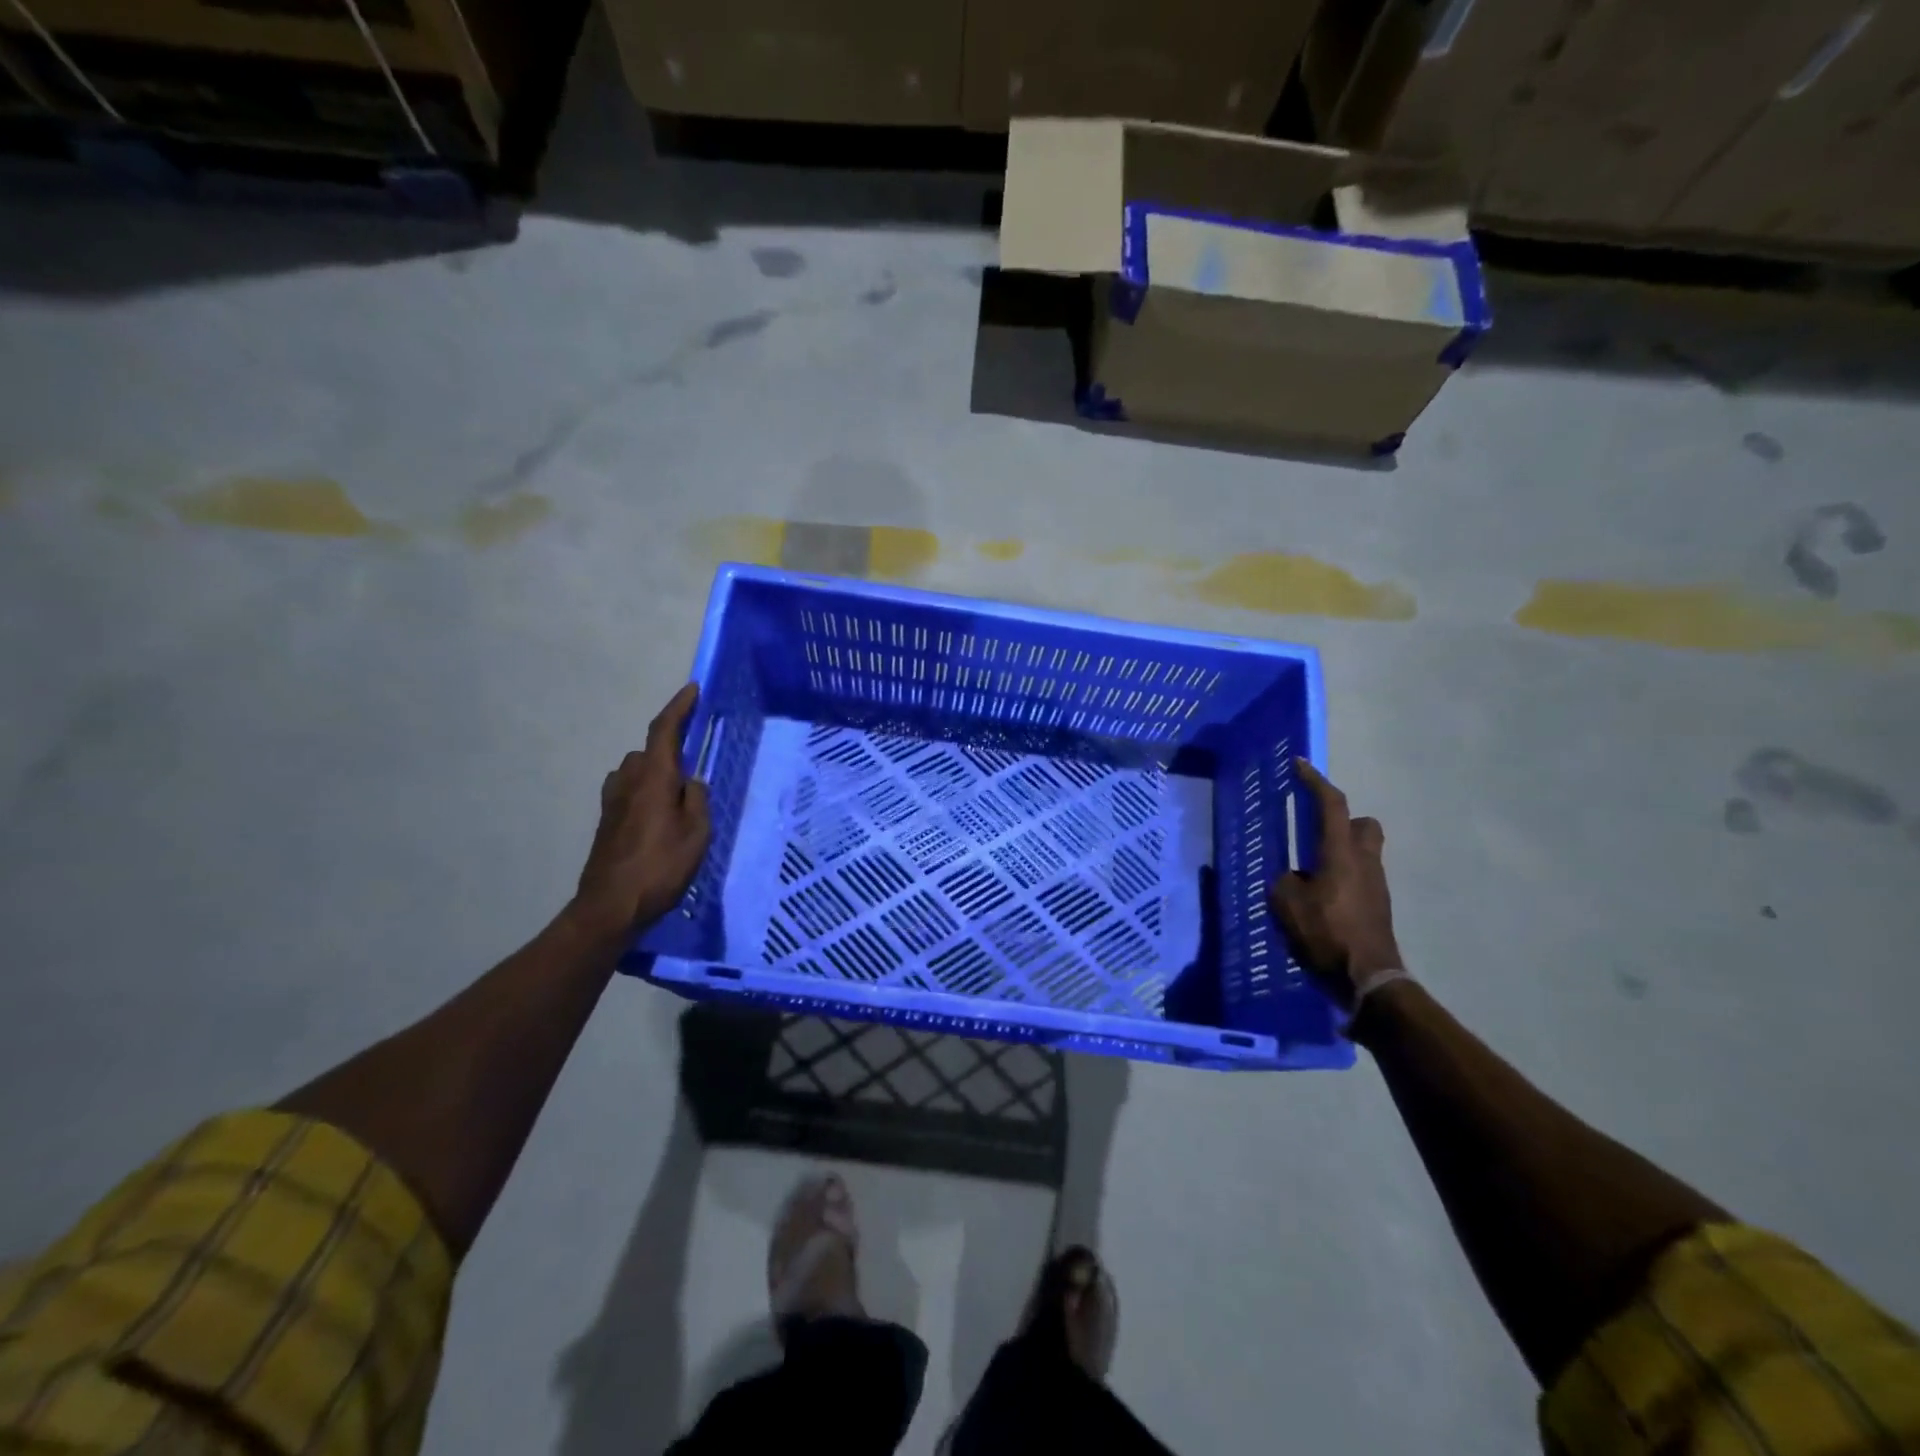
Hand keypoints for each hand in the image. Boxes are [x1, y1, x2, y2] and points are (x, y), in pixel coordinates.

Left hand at [569, 683, 711, 941]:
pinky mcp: (606, 820)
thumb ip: (697, 799)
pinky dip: (645, 792)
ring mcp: (613, 800)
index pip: (664, 730)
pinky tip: (657, 816)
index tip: (693, 690)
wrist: (611, 906)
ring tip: (678, 797)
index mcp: (654, 777)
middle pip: (650, 751)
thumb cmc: (661, 867)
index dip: (678, 707)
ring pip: (637, 771)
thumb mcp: (697, 833)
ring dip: (656, 773)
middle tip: (695, 771)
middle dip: (671, 751)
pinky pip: (629, 790)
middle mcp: (629, 780)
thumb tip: (690, 784)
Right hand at [1269, 760, 1402, 1010]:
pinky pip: (1360, 877)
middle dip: (1342, 820)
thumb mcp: (1286, 905)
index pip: (1331, 805)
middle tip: (1316, 831)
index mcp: (1340, 853)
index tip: (1299, 765)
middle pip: (1363, 824)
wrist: (1368, 979)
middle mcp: (1365, 861)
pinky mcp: (1379, 906)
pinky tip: (1321, 899)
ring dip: (1341, 851)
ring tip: (1311, 872)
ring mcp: (1376, 884)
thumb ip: (1285, 882)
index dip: (1314, 781)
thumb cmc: (1325, 935)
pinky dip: (1342, 877)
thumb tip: (1294, 878)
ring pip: (1364, 851)